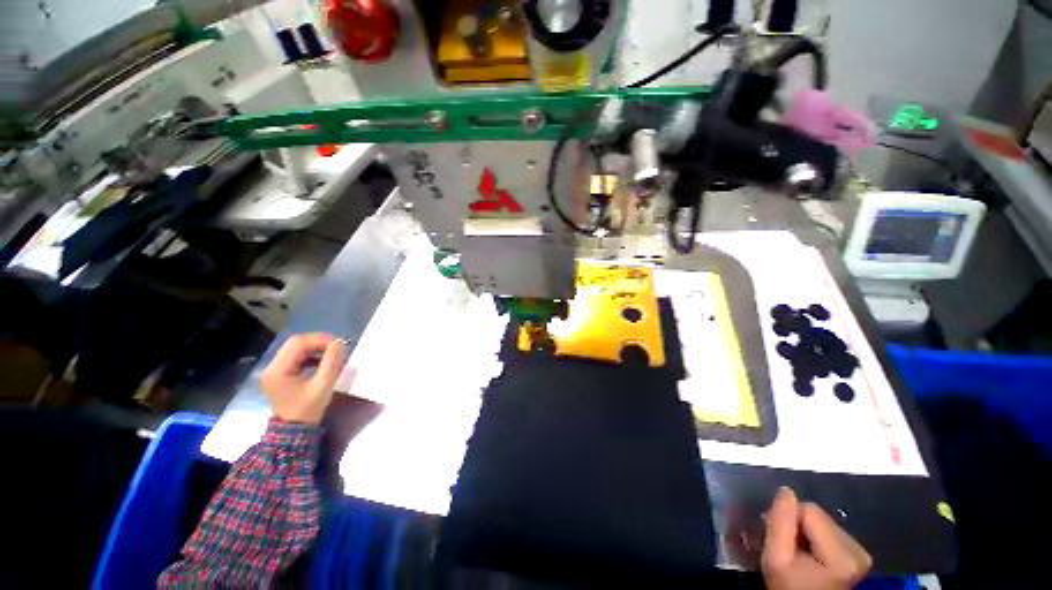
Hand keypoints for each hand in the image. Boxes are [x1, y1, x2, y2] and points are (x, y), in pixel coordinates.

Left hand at [260, 333, 346, 423]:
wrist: (294, 431)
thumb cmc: (307, 410)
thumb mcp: (323, 386)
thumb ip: (331, 363)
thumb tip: (339, 343)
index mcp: (277, 370)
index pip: (298, 343)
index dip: (320, 340)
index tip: (339, 345)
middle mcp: (271, 367)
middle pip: (295, 343)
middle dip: (318, 342)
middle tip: (337, 348)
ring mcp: (274, 370)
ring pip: (296, 348)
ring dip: (316, 348)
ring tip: (332, 354)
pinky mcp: (280, 374)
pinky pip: (296, 357)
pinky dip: (311, 355)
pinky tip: (322, 362)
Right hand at [761, 487, 872, 589]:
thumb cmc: (790, 586)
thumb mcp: (776, 558)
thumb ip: (780, 523)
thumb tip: (786, 491)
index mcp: (842, 553)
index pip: (809, 509)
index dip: (789, 519)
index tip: (781, 539)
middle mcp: (859, 550)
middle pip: (819, 515)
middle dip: (799, 525)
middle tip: (789, 546)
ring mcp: (861, 554)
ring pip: (824, 522)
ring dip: (807, 532)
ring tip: (800, 552)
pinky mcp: (859, 556)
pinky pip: (832, 532)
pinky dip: (817, 539)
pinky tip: (812, 555)